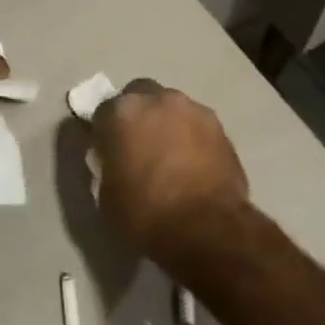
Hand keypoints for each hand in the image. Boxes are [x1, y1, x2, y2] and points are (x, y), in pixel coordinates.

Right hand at [92, 79, 249, 254]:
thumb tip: (116, 162)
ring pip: (171, 108)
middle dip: (138, 115)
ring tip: (170, 157)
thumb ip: (107, 166)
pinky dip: (192, 138)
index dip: (104, 132)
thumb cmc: (146, 213)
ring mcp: (192, 110)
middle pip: (140, 96)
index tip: (108, 152)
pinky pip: (196, 126)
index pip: (103, 111)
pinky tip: (193, 165)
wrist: (208, 229)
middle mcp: (156, 100)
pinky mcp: (221, 127)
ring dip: (167, 124)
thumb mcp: (106, 195)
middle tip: (139, 146)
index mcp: (121, 112)